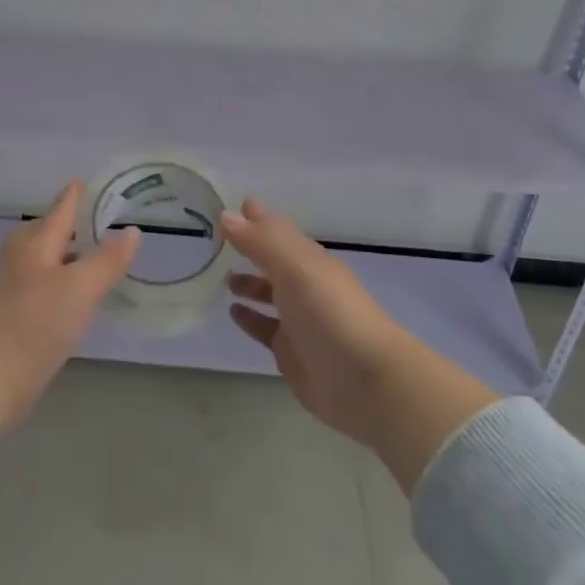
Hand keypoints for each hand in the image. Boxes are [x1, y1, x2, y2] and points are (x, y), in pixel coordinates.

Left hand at [0, 181, 136, 483]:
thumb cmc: (36, 324)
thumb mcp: (81, 289)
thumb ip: (108, 260)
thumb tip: (132, 231)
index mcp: (36, 244)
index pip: (61, 209)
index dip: (76, 194)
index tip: (90, 180)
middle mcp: (21, 259)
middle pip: (46, 231)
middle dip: (69, 223)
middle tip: (97, 220)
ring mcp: (13, 288)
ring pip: (43, 259)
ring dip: (65, 254)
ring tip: (92, 255)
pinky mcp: (11, 316)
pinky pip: (41, 284)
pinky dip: (59, 280)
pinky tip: (74, 295)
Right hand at [224, 198, 415, 445]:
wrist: (365, 380)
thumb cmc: (330, 313)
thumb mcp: (295, 268)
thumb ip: (261, 241)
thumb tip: (227, 215)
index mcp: (310, 259)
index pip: (279, 230)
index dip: (259, 218)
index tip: (235, 204)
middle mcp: (306, 284)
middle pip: (275, 260)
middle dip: (253, 248)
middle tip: (220, 239)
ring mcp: (299, 320)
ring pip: (270, 293)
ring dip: (250, 282)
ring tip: (223, 277)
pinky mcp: (291, 352)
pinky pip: (265, 328)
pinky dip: (250, 317)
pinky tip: (232, 312)